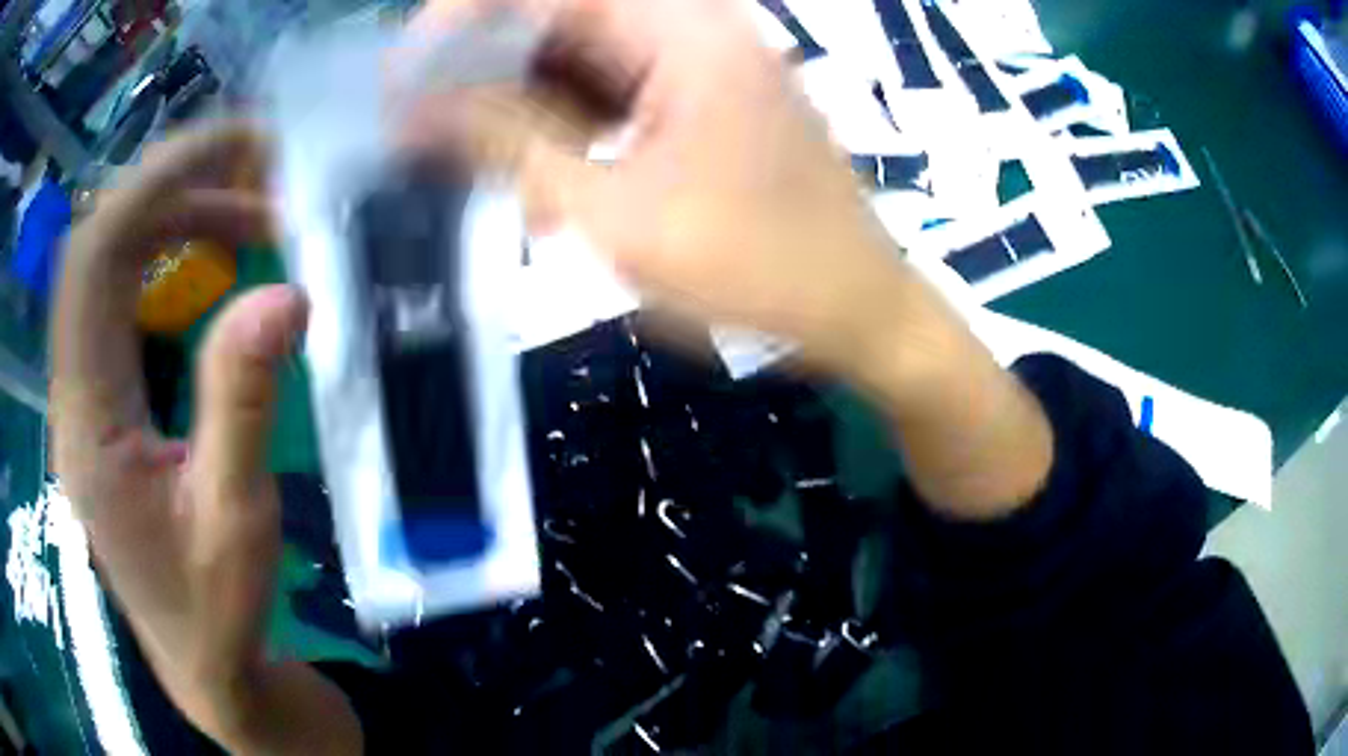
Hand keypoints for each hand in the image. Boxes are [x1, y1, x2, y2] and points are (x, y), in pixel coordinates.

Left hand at [51, 124, 357, 752]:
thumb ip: (243, 404)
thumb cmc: (215, 608)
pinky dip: (166, 256)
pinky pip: (120, 297)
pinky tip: (212, 260)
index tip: (235, 147)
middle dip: (173, 188)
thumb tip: (283, 294)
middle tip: (258, 174)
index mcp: (89, 422)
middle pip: (99, 246)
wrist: (200, 661)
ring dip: (174, 219)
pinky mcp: (101, 399)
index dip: (155, 185)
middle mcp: (73, 393)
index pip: (94, 261)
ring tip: (250, 216)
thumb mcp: (235, 519)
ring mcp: (83, 393)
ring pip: (108, 264)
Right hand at [410, 0, 1051, 518]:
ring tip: (475, 168)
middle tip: (422, 130)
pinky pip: (614, 94)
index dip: (463, 16)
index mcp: (686, 32)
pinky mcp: (703, 104)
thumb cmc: (755, 272)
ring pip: (582, 60)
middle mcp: (695, 31)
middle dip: (484, 72)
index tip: (405, 70)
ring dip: (522, 109)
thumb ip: (509, 147)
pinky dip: (566, 130)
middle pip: (563, 20)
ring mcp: (702, 67)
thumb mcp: (614, 214)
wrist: (859, 315)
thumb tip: (419, 111)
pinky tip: (538, 184)